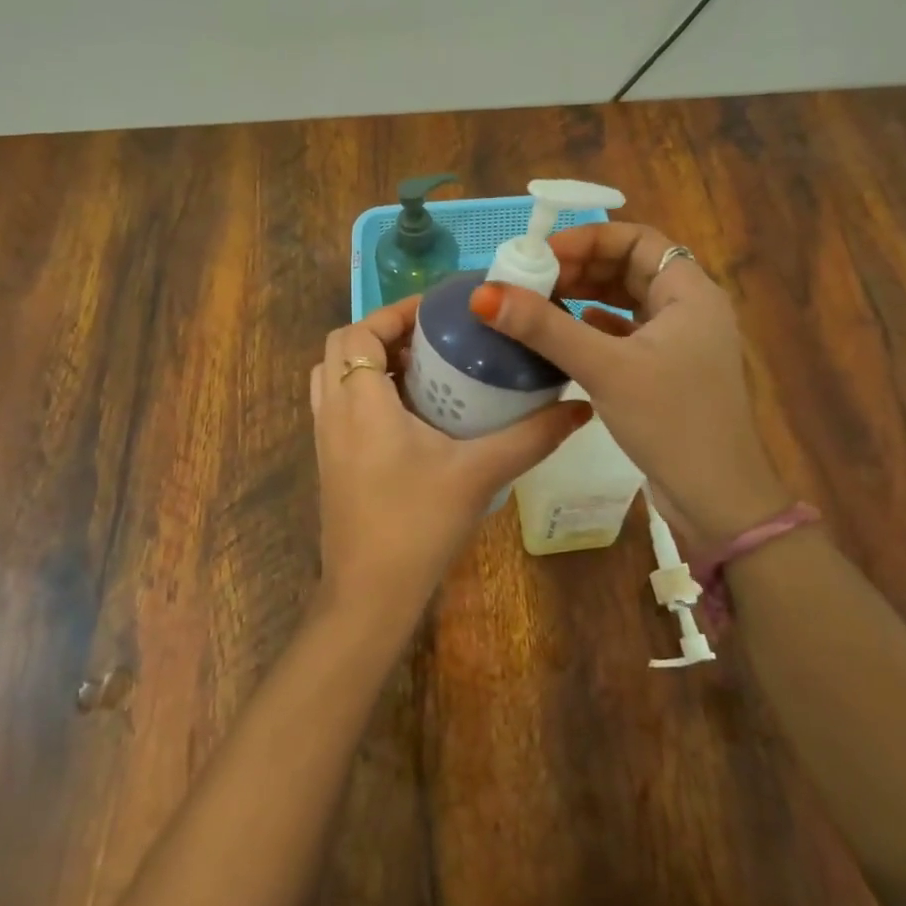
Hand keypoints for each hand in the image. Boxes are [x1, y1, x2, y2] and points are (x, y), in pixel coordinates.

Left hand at [310, 296, 591, 629]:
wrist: (369, 595)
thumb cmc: (418, 525)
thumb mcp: (480, 473)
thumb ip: (532, 437)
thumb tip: (581, 408)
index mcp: (361, 402)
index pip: (359, 332)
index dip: (394, 312)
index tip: (439, 311)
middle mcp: (333, 411)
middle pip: (342, 346)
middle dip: (383, 332)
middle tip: (433, 338)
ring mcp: (325, 438)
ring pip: (333, 374)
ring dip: (370, 360)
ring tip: (421, 368)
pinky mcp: (329, 461)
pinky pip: (337, 403)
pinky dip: (364, 389)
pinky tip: (409, 412)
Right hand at [467, 222, 785, 547]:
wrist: (716, 498)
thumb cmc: (670, 421)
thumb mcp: (604, 368)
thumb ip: (544, 328)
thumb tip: (484, 294)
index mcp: (691, 293)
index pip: (639, 240)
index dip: (589, 239)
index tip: (542, 255)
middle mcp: (691, 310)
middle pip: (632, 268)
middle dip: (582, 268)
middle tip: (533, 279)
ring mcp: (682, 343)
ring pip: (629, 302)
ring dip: (587, 296)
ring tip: (541, 301)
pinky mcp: (670, 372)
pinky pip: (629, 334)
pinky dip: (598, 327)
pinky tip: (570, 334)